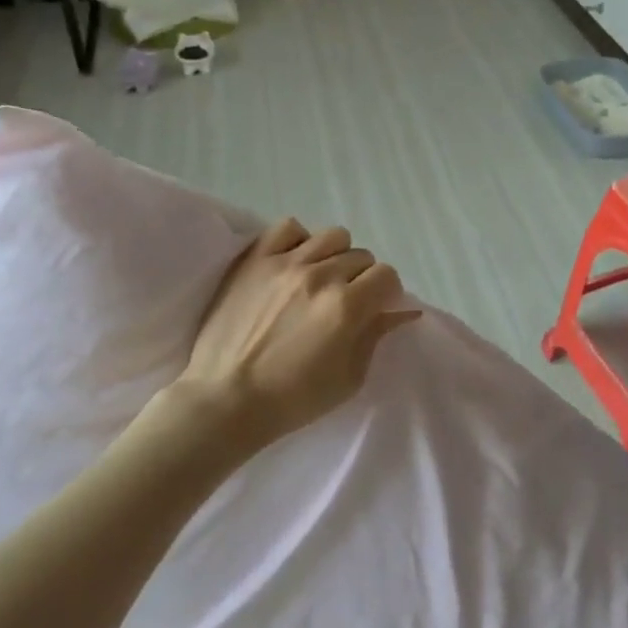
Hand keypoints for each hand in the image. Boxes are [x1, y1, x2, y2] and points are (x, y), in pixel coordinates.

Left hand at [169, 219, 419, 449]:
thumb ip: (376, 336)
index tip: (375, 308)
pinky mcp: (255, 259)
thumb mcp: (348, 379)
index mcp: (347, 306)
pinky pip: (288, 227)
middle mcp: (321, 275)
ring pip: (332, 236)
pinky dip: (298, 240)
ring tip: (320, 279)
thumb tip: (403, 311)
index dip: (386, 293)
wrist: (225, 400)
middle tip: (345, 302)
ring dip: (335, 256)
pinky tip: (294, 263)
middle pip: (361, 256)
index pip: (387, 275)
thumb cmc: (292, 400)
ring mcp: (286, 262)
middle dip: (361, 279)